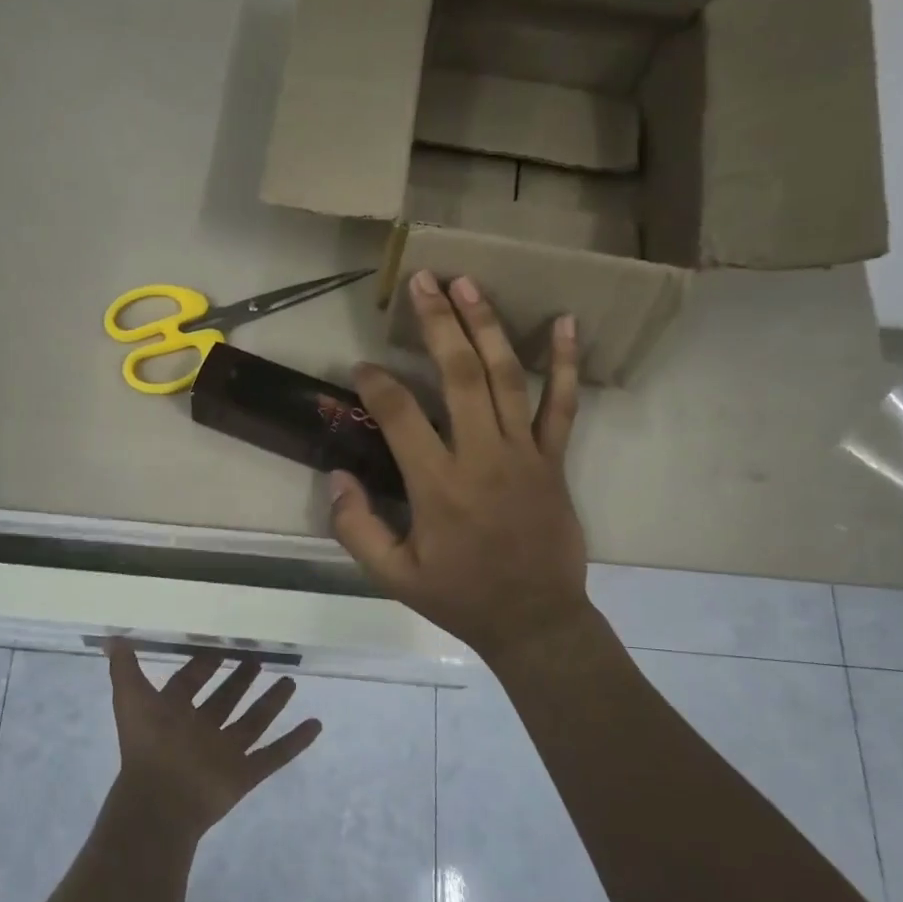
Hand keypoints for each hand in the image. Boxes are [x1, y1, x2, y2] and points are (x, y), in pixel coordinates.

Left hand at [106, 643, 321, 842]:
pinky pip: (275, 755)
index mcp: (174, 713)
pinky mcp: (245, 775)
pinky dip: (295, 742)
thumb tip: (112, 636)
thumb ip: (124, 667)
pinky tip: (315, 724)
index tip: (222, 644)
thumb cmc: (147, 744)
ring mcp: (224, 753)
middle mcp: (201, 730)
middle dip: (240, 680)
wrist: (160, 801)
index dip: (204, 664)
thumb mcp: (131, 698)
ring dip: (271, 703)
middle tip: (258, 657)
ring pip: (253, 723)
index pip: (191, 682)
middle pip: (225, 700)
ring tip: (290, 681)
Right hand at [330, 270, 591, 665]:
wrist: (535, 620)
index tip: (361, 368)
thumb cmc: (459, 597)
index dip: (376, 383)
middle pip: (458, 375)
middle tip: (422, 281)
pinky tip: (565, 322)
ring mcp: (523, 454)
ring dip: (486, 326)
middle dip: (437, 323)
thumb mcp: (393, 576)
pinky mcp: (553, 460)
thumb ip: (356, 528)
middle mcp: (481, 457)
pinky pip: (563, 406)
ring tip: (468, 283)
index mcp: (437, 485)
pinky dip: (564, 364)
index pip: (400, 415)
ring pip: (505, 377)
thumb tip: (336, 476)